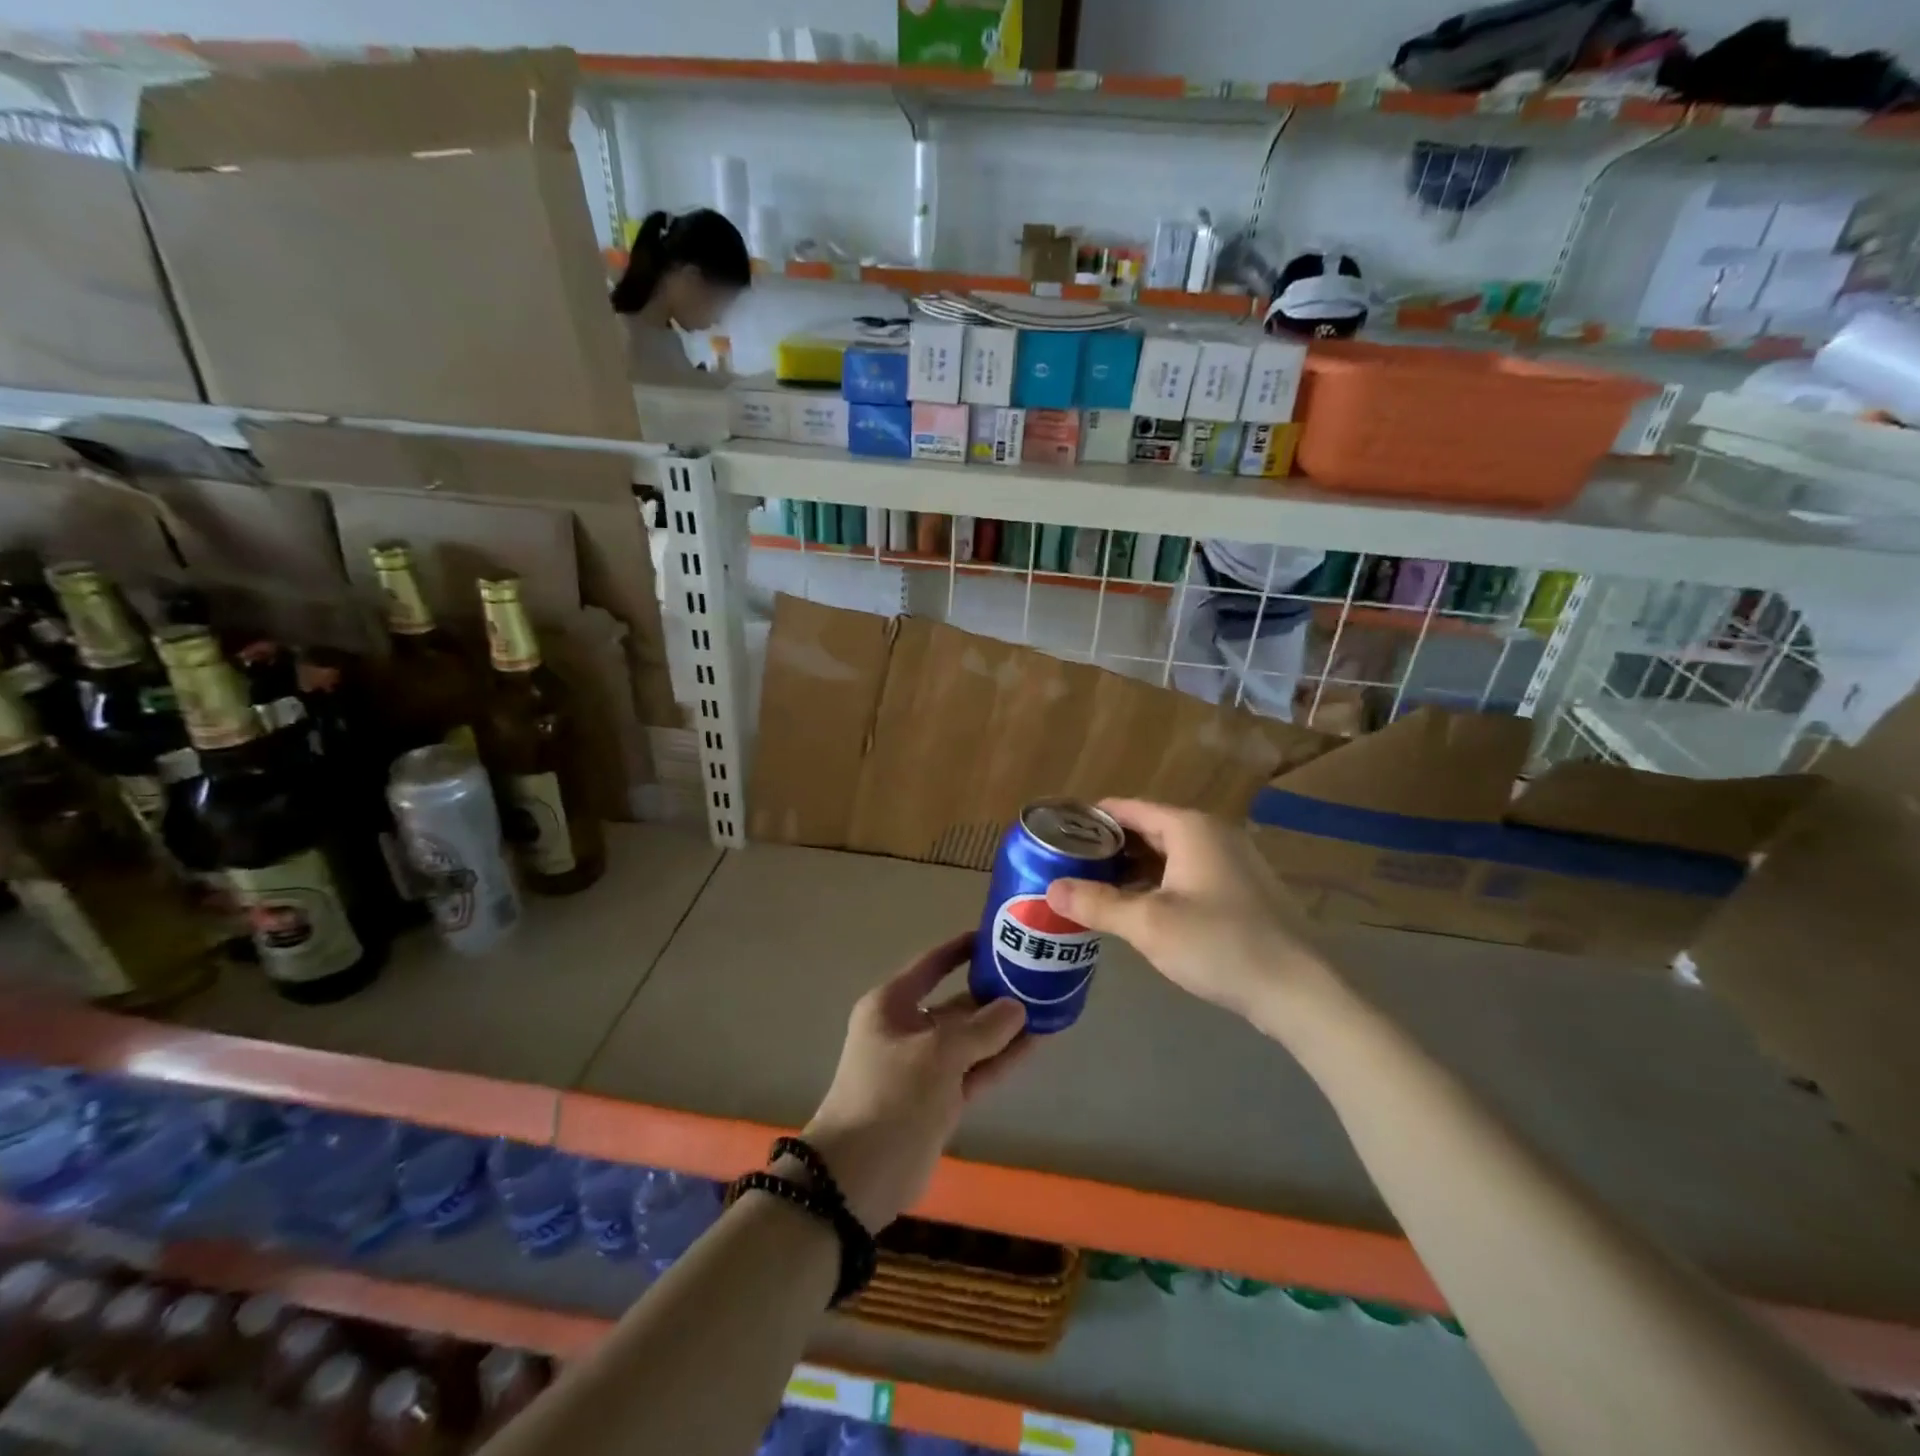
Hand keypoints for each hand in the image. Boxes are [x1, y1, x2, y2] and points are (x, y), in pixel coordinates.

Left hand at [802, 933, 1028, 1232]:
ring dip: (1004, 1026)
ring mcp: (926, 1065)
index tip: (996, 936)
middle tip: (1036, 976)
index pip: (932, 964)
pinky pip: (977, 1068)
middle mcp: (909, 1028)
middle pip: (957, 1001)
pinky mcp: (942, 1098)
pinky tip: (1035, 1043)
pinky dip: (1002, 1058)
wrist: (860, 1176)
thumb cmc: (890, 1096)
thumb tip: (1018, 1007)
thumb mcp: (936, 1054)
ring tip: (1047, 1006)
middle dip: (994, 992)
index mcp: (892, 1005)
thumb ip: (981, 1029)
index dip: (962, 949)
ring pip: (972, 1038)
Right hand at [1046, 798, 1337, 1027]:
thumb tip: (1051, 889)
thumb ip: (1097, 903)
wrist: (1299, 992)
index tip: (1056, 833)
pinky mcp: (1241, 892)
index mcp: (1190, 828)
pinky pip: (1187, 876)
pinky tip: (1137, 910)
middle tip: (1067, 866)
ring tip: (1093, 889)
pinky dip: (1157, 885)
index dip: (1091, 819)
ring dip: (1131, 870)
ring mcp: (1232, 863)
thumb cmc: (1220, 944)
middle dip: (1108, 848)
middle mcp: (1213, 835)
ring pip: (1168, 856)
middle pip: (1148, 830)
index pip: (1128, 808)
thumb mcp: (1148, 924)